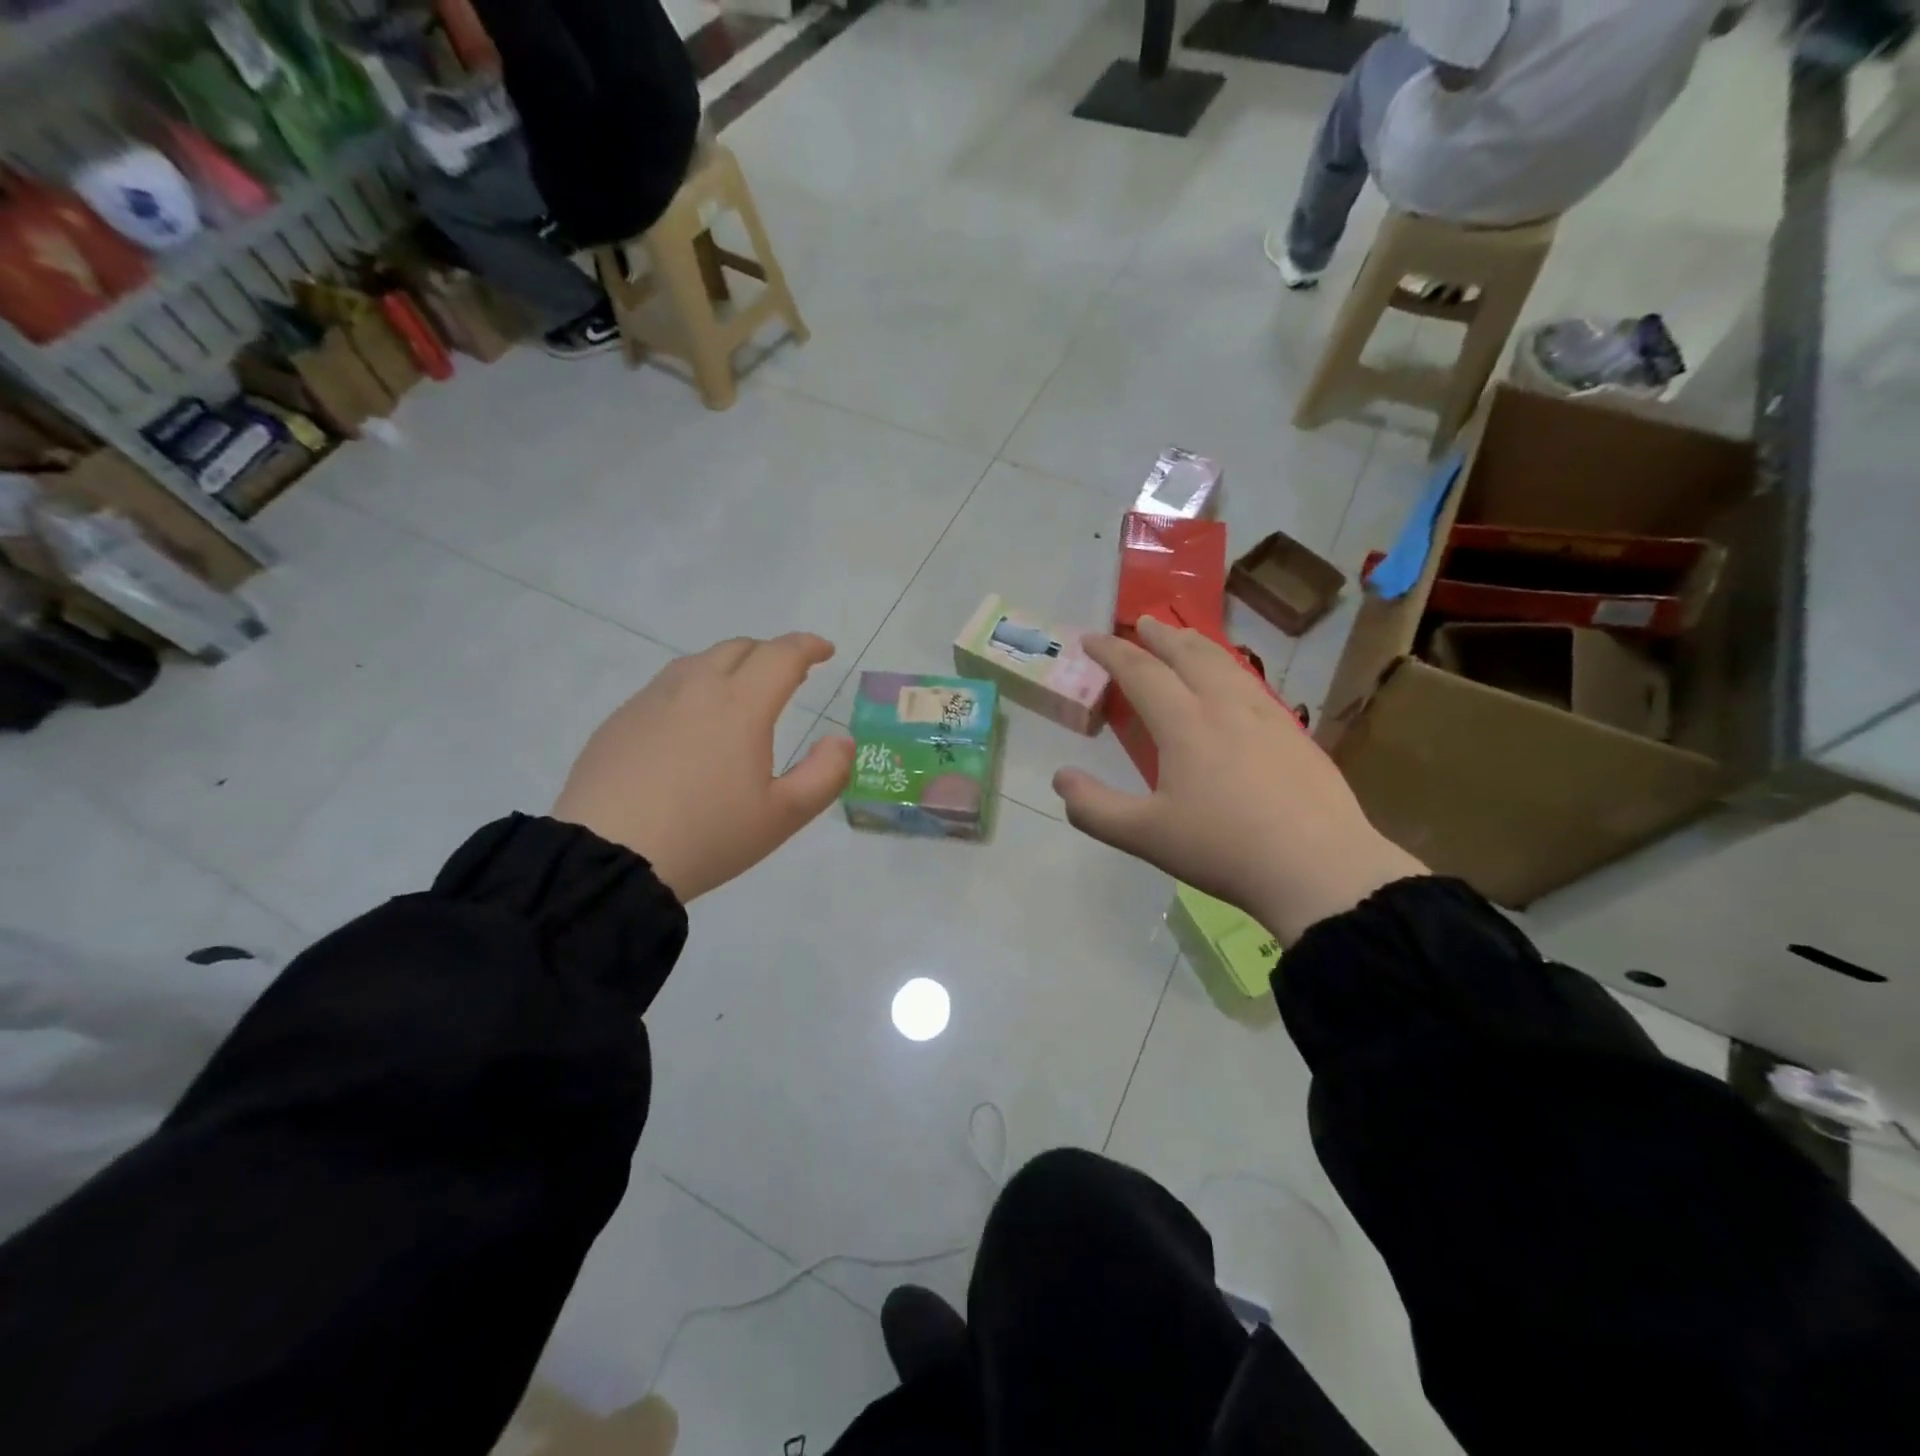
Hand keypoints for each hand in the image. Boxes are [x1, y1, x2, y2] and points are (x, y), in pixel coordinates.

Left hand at [553, 634, 853, 903]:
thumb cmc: (708, 836)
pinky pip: (665, 687)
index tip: (825, 651)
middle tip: (788, 674)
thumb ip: (825, 774)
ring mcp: (651, 700)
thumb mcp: (783, 816)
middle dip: (770, 653)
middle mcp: (695, 688)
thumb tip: (842, 740)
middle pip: (739, 648)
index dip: (808, 646)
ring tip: (740, 694)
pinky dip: (692, 689)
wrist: (608, 858)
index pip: (782, 655)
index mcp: (741, 705)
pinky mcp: (619, 720)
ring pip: (698, 662)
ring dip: (729, 666)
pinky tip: (690, 725)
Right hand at [1052, 616, 1426, 943]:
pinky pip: (1254, 685)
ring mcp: (1267, 717)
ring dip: (1198, 645)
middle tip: (1141, 622)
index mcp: (1185, 724)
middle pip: (1188, 655)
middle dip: (1159, 635)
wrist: (1319, 869)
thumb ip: (1094, 808)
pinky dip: (1231, 669)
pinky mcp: (1295, 735)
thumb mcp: (1144, 836)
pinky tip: (1235, 685)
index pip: (1140, 672)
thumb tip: (1061, 778)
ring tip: (1185, 639)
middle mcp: (1225, 706)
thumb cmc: (1224, 849)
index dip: (1112, 652)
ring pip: (1226, 664)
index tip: (1090, 638)